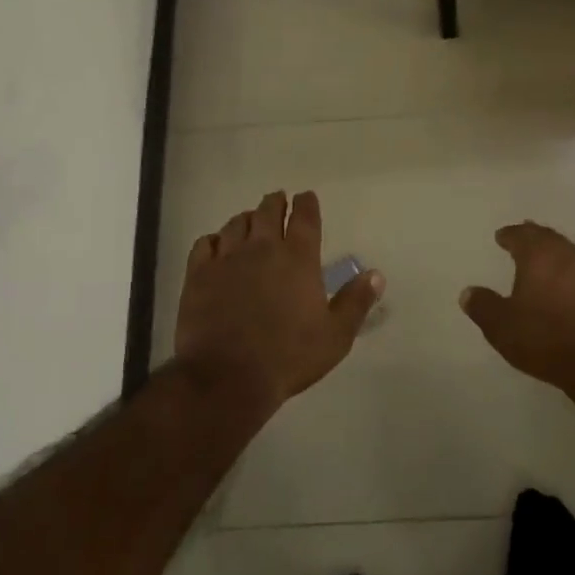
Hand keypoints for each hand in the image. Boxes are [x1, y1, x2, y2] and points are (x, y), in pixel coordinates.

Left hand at [174, 191, 383, 416]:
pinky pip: (204, 244)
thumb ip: (356, 302)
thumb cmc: (288, 357)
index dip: (307, 203)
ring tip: (250, 222)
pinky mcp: (198, 275)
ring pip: (237, 224)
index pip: (305, 217)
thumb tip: (376, 274)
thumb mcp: (335, 336)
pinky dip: (214, 240)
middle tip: (278, 201)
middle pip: (268, 211)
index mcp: (298, 258)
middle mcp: (263, 248)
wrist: (228, 377)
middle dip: (275, 203)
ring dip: (247, 219)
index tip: (306, 196)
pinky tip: (216, 246)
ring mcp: (227, 259)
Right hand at [460, 221, 574, 410]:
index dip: (510, 235)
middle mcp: (572, 253)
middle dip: (536, 241)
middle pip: (551, 240)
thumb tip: (468, 292)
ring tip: (552, 270)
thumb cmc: (551, 339)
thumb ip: (484, 307)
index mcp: (541, 254)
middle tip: (525, 244)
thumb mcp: (504, 328)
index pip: (521, 235)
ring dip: (562, 261)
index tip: (502, 236)